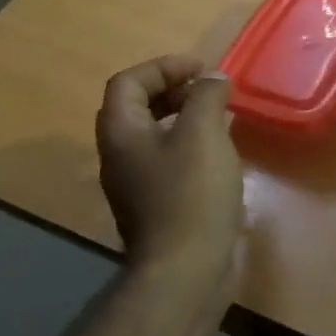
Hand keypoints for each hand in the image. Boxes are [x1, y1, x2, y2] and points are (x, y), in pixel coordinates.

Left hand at [96, 55, 244, 270]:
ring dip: (181, 117)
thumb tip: (212, 79)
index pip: (129, 82)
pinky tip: (217, 155)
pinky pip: (165, 160)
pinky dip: (187, 144)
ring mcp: (133, 184)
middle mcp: (117, 155)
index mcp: (121, 132)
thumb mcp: (203, 132)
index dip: (164, 67)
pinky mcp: (153, 205)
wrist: (185, 269)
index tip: (202, 69)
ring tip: (217, 117)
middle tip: (208, 90)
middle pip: (135, 106)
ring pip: (151, 135)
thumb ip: (206, 96)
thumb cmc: (191, 192)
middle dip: (172, 90)